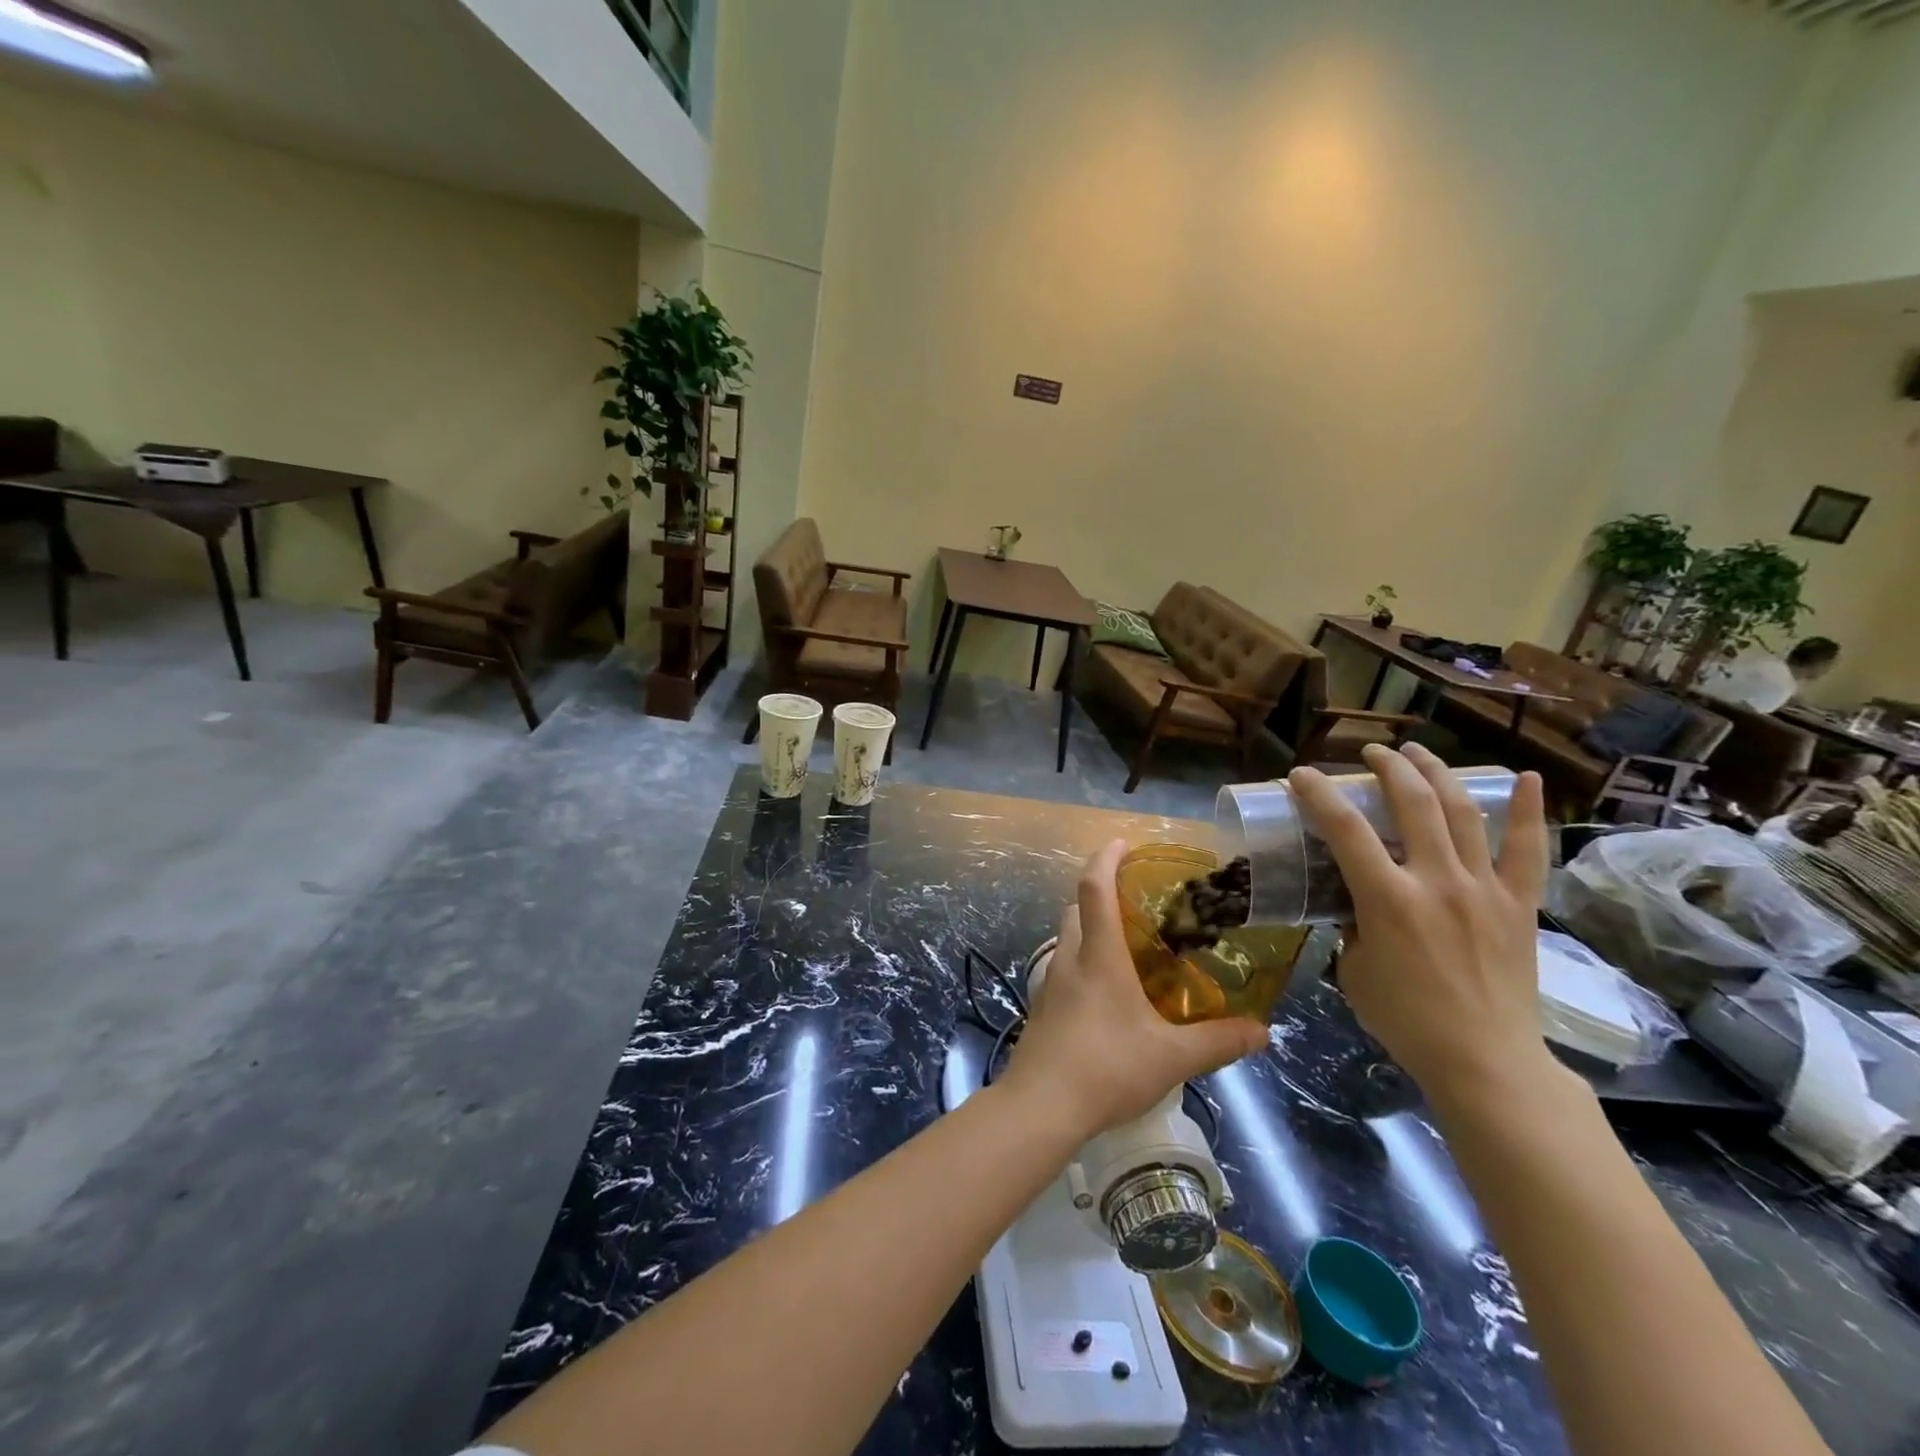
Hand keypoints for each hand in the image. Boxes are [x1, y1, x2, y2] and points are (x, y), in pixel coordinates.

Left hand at [1002, 839, 1267, 1140]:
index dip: (1105, 858)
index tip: (1122, 842)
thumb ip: (1218, 1041)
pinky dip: (1085, 960)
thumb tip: (1262, 1031)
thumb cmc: (1107, 1068)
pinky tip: (1109, 992)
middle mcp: (1070, 959)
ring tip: (1128, 944)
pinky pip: (1065, 968)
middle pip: (1076, 908)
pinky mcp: (1044, 1008)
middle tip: (1135, 899)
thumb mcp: (1172, 1057)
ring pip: (1068, 938)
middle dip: (1100, 892)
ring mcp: (1051, 984)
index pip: (1094, 888)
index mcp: (1099, 956)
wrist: (1041, 1106)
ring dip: (1091, 927)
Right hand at [1287, 744, 1557, 1115]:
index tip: (1301, 775)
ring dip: (1436, 773)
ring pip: (1461, 812)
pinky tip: (1523, 777)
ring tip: (1417, 752)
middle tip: (1371, 754)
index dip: (1318, 794)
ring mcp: (1483, 889)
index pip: (1344, 829)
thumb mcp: (1354, 969)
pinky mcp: (1518, 904)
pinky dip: (1525, 810)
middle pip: (1412, 802)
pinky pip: (1527, 850)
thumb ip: (1354, 927)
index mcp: (1387, 899)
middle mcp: (1436, 881)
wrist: (1485, 1061)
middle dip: (1387, 767)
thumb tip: (1360, 907)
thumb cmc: (1406, 1020)